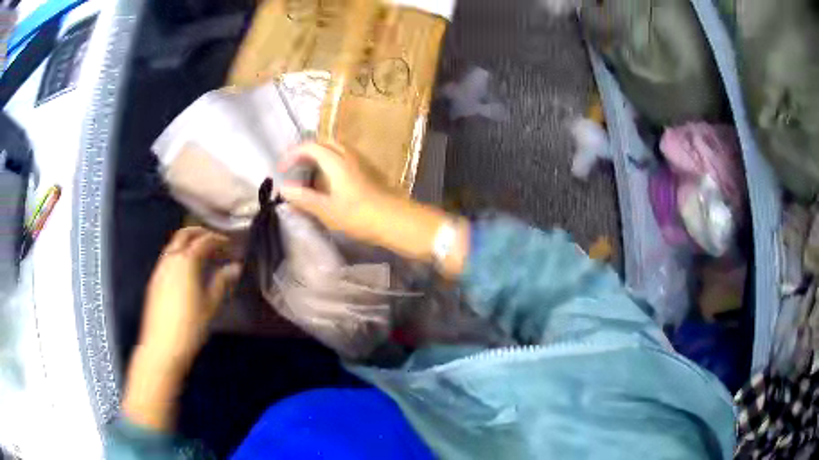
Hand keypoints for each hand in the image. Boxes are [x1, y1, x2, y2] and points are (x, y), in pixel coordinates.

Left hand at [138, 227, 239, 365]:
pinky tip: (186, 271)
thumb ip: (221, 282)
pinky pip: (167, 258)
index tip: (229, 244)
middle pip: (184, 234)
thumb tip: (234, 267)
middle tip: (214, 240)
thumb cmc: (190, 326)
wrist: (162, 346)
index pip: (204, 241)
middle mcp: (171, 259)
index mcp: (186, 261)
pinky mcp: (154, 281)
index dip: (218, 239)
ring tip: (202, 255)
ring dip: (188, 243)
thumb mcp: (210, 305)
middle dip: (200, 232)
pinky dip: (179, 255)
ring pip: (173, 245)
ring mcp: (159, 269)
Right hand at [278, 142, 394, 243]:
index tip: (281, 169)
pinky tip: (329, 182)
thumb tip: (283, 189)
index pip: (309, 147)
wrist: (396, 220)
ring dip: (319, 156)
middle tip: (294, 167)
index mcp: (336, 161)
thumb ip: (304, 198)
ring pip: (336, 149)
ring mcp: (361, 161)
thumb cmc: (360, 215)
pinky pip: (345, 158)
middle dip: (305, 152)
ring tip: (309, 174)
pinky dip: (331, 162)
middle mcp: (349, 155)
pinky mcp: (369, 171)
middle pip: (324, 142)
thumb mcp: (327, 210)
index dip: (292, 155)